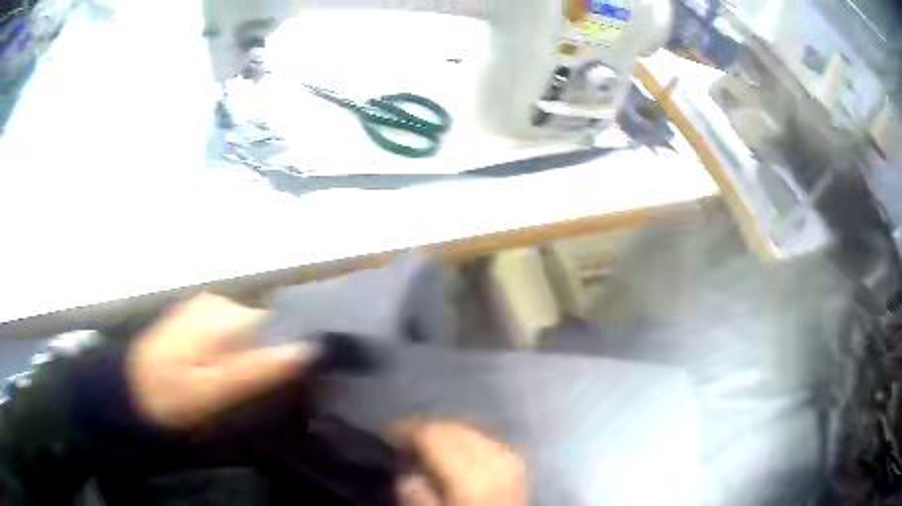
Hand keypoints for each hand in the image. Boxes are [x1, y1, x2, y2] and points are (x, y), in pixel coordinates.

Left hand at [126, 293, 318, 428]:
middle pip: (264, 326)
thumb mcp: (213, 391)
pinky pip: (232, 333)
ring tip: (248, 388)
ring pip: (249, 330)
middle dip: (272, 355)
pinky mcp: (198, 319)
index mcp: (223, 313)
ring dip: (255, 356)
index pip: (278, 325)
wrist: (131, 391)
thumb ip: (256, 369)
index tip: (295, 386)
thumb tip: (307, 349)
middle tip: (267, 394)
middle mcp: (217, 301)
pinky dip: (239, 353)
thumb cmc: (171, 396)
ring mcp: (205, 307)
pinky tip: (230, 375)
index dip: (291, 353)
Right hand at [393, 420, 527, 505]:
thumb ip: (416, 497)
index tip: (387, 434)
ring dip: (445, 434)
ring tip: (424, 447)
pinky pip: (484, 440)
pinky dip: (465, 441)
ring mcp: (511, 459)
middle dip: (426, 430)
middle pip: (453, 428)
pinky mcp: (517, 464)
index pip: (434, 435)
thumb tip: (408, 474)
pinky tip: (453, 452)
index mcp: (471, 476)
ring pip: (470, 430)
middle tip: (403, 441)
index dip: (407, 430)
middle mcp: (495, 459)